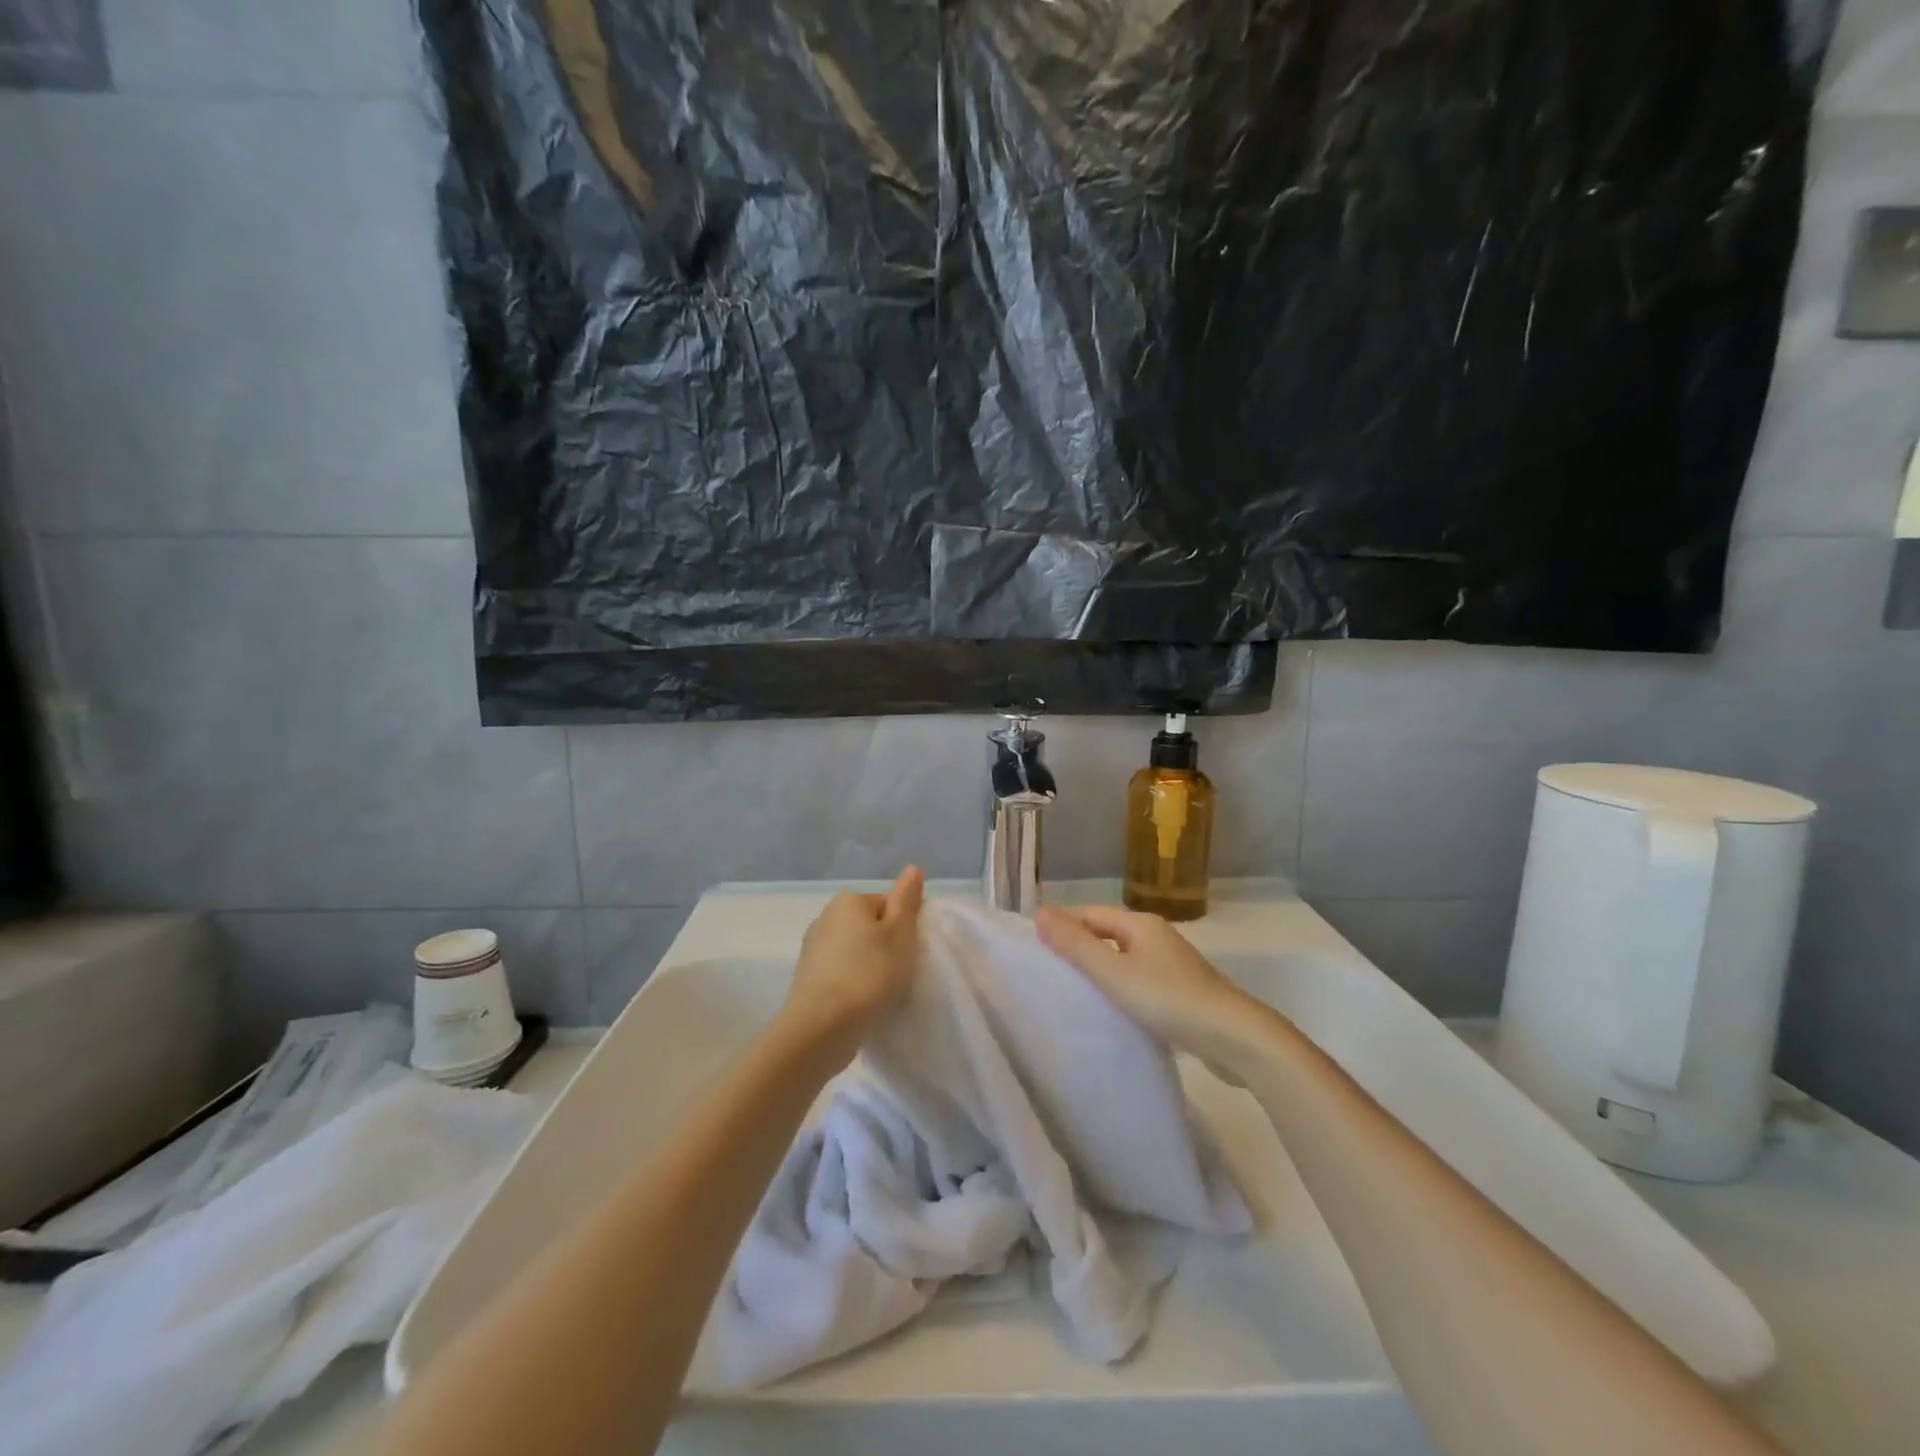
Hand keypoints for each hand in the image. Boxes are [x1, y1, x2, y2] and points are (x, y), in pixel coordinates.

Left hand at [783, 867, 924, 1045]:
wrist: (821, 1027)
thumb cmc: (869, 974)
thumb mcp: (900, 933)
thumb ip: (907, 899)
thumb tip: (913, 868)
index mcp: (848, 900)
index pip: (888, 905)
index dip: (904, 929)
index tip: (909, 953)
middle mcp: (825, 916)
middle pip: (869, 927)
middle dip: (885, 947)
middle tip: (898, 974)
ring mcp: (812, 948)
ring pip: (854, 951)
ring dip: (868, 967)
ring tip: (880, 994)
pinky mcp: (806, 978)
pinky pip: (840, 973)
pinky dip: (852, 984)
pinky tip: (860, 1004)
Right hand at [1035, 902, 1249, 1058]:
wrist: (1235, 1037)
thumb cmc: (1168, 999)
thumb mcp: (1114, 972)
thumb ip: (1076, 944)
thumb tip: (1039, 913)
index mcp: (1140, 924)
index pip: (1089, 913)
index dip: (1061, 923)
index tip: (1032, 943)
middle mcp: (1156, 935)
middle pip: (1106, 932)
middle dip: (1077, 944)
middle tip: (1045, 966)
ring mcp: (1171, 963)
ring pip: (1122, 957)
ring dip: (1097, 966)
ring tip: (1069, 988)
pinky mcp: (1181, 990)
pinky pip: (1138, 978)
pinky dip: (1117, 985)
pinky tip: (1108, 1006)